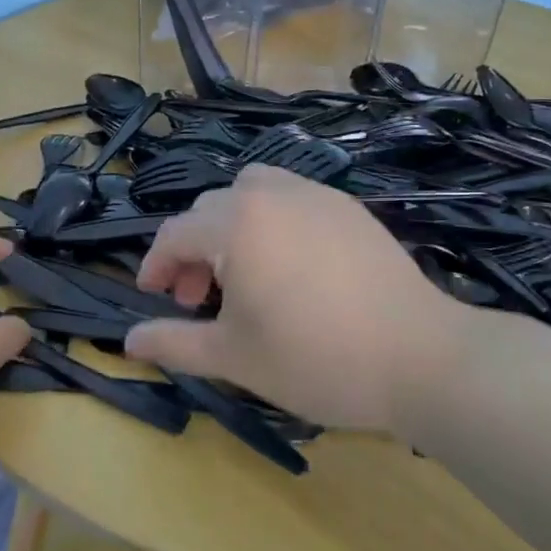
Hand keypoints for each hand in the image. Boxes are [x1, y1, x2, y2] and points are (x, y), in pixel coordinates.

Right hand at [122, 166, 478, 439]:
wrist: (423, 359)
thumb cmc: (315, 358)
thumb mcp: (233, 358)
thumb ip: (173, 343)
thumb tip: (128, 340)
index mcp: (235, 224)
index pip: (174, 234)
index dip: (156, 266)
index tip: (155, 299)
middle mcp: (271, 195)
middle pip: (209, 210)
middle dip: (192, 252)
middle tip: (198, 300)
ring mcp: (316, 196)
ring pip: (251, 192)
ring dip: (230, 225)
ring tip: (242, 271)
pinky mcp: (350, 209)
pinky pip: (292, 198)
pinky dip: (272, 220)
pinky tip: (290, 265)